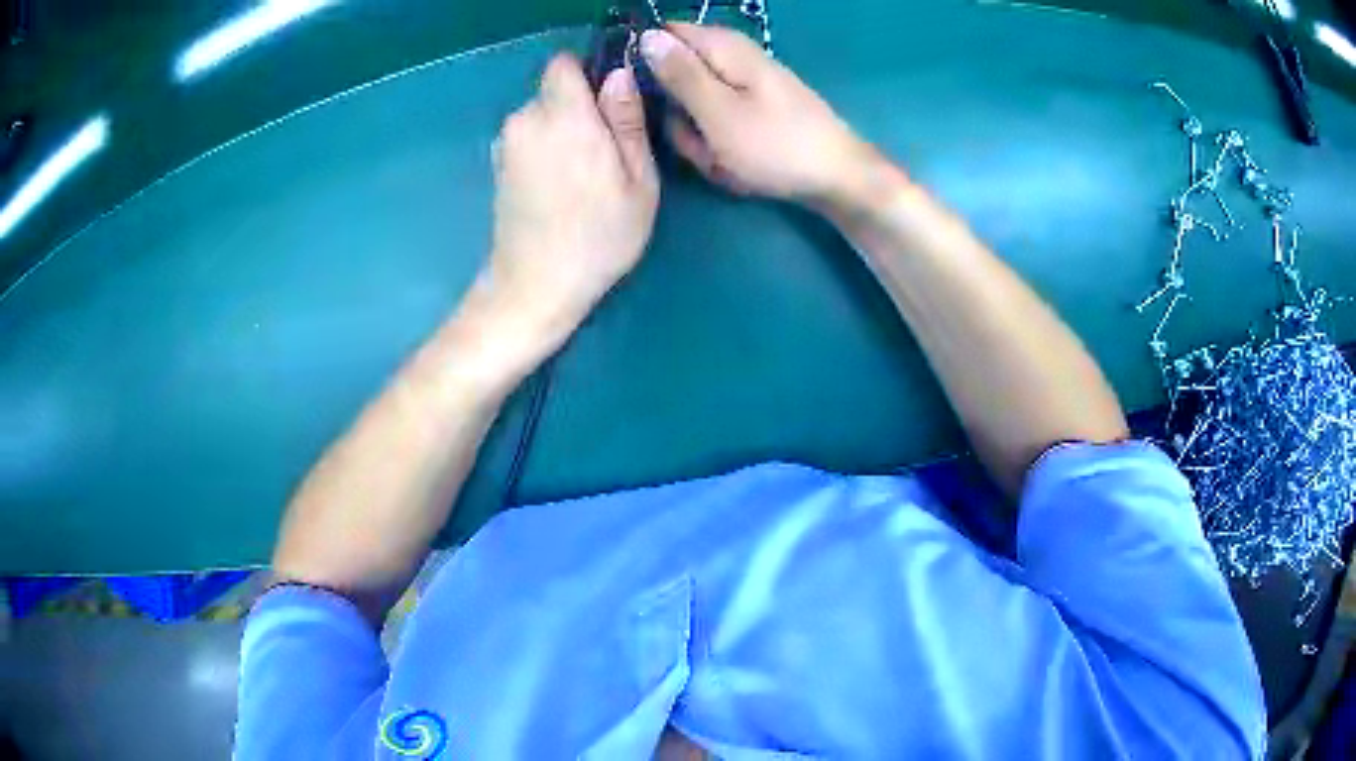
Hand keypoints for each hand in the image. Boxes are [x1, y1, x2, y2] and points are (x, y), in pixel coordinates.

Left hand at [476, 55, 658, 368]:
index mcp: (563, 115)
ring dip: (561, 131)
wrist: (535, 286)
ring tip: (582, 175)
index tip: (610, 103)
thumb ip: (628, 120)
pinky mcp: (496, 166)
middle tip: (606, 151)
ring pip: (540, 115)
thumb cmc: (598, 237)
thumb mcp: (638, 181)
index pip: (563, 63)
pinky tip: (557, 187)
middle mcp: (525, 120)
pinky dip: (543, 150)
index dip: (588, 74)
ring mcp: (505, 144)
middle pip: (553, 90)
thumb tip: (620, 74)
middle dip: (579, 107)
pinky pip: (527, 139)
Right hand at [640, 24, 878, 206]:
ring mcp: (745, 87)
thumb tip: (645, 35)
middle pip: (677, 76)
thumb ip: (679, 74)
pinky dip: (720, 147)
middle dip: (677, 114)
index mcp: (724, 48)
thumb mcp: (717, 112)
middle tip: (696, 139)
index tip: (645, 97)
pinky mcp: (754, 111)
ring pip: (695, 107)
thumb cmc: (776, 145)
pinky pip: (717, 125)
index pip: (665, 34)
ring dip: (699, 138)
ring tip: (720, 158)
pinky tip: (734, 165)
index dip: (647, 63)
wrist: (838, 178)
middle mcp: (733, 59)